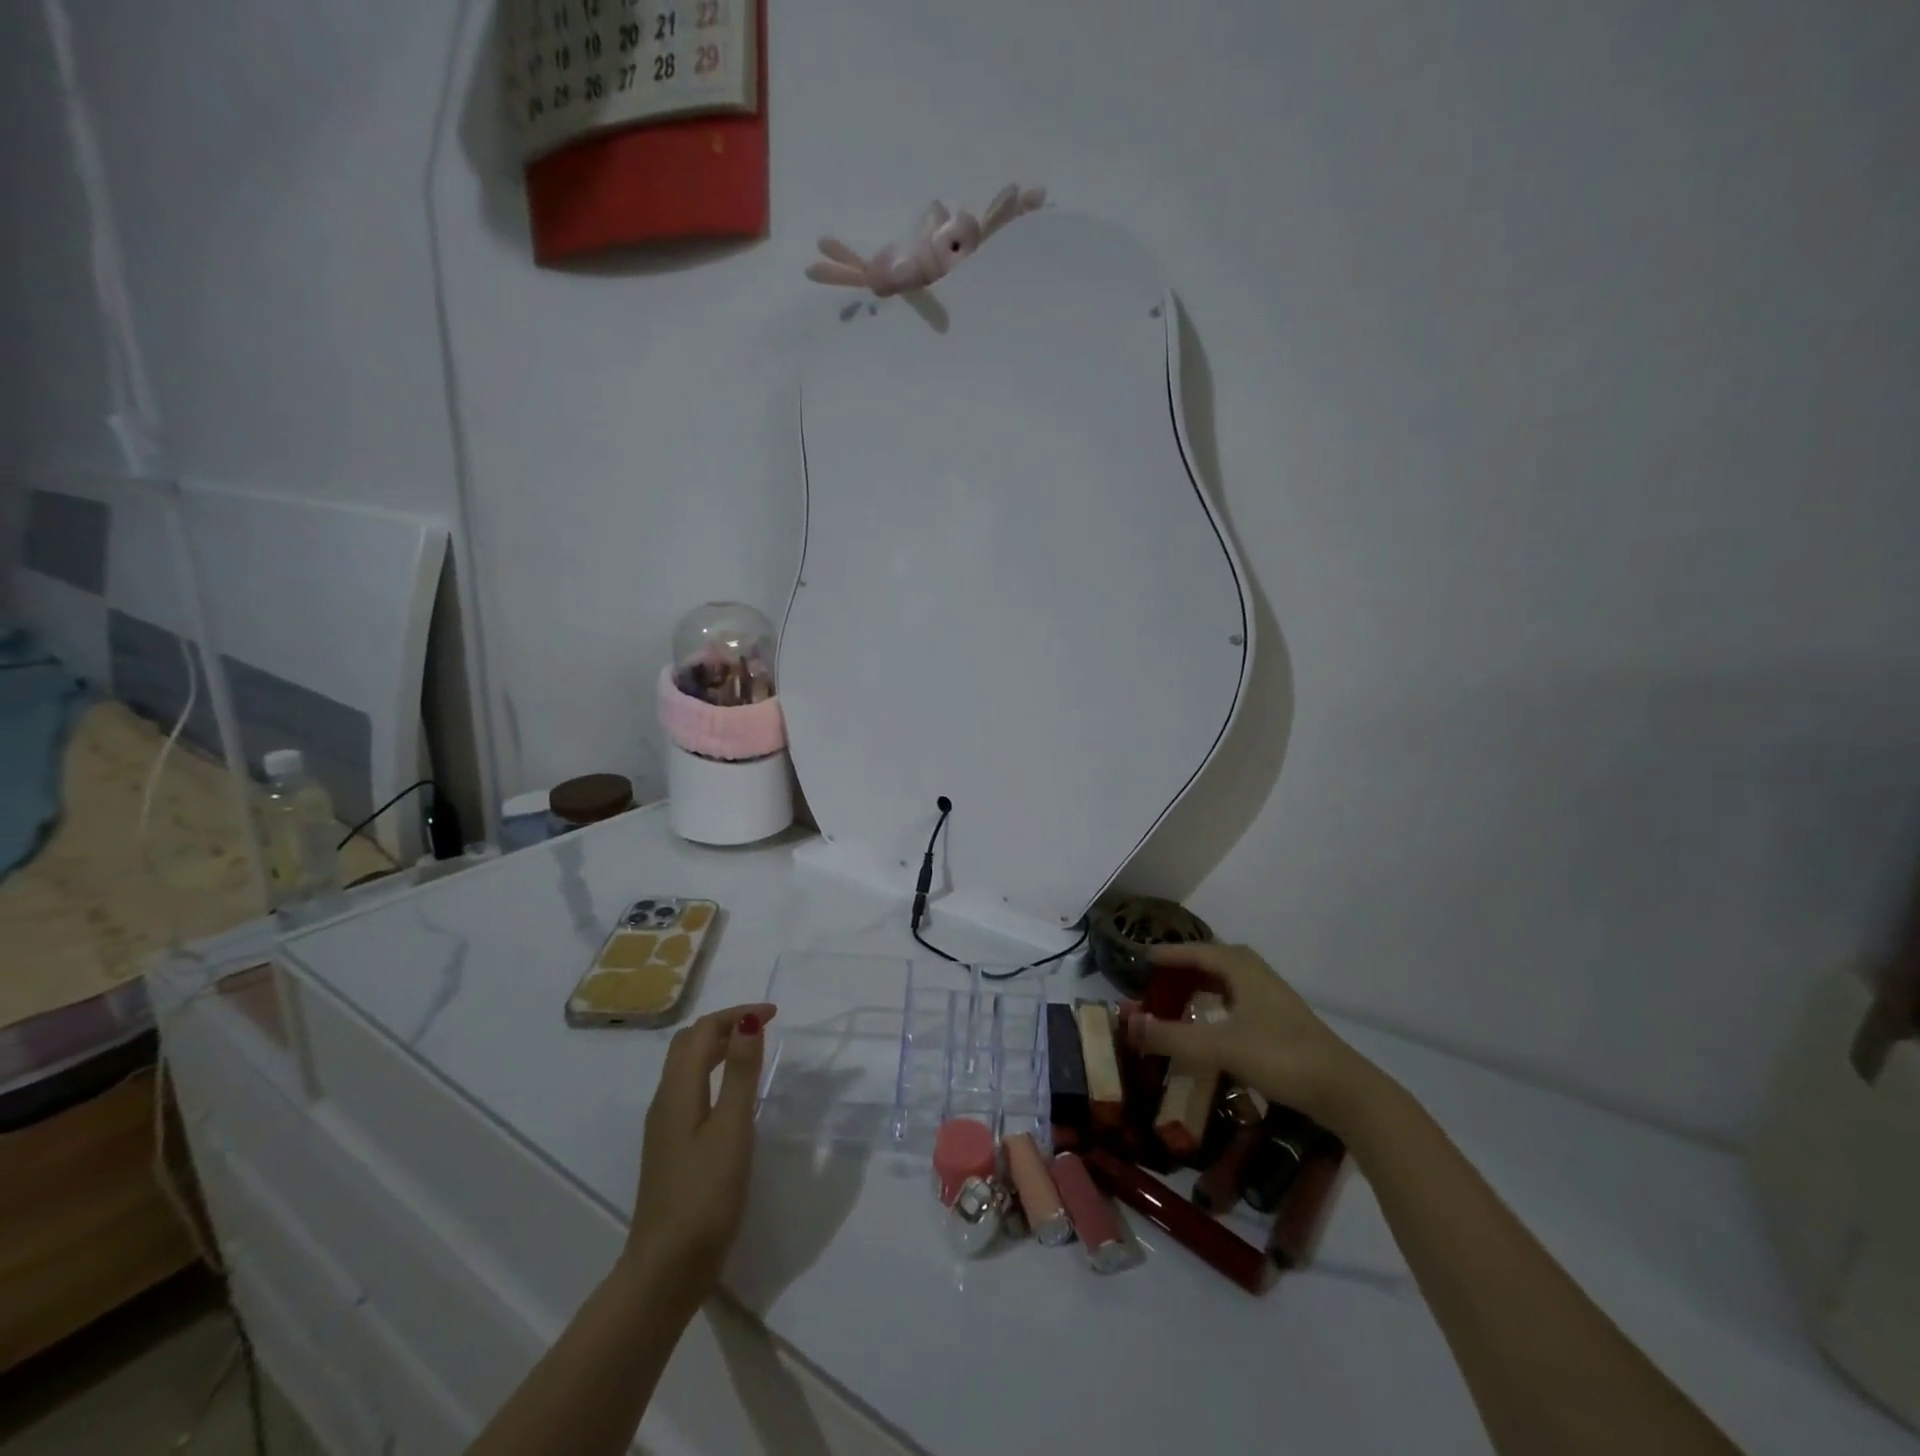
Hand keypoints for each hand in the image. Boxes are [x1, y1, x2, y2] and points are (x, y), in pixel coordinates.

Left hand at [625, 1002, 776, 1306]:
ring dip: (717, 1047)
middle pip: (688, 1045)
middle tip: (762, 1026)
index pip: (701, 1032)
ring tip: (752, 1050)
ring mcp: (665, 1127)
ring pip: (686, 1068)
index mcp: (677, 1092)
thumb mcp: (731, 1129)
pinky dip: (712, 1073)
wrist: (666, 1270)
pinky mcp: (671, 1149)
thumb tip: (747, 1021)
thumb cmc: (705, 1195)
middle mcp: (665, 1102)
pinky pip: (690, 1091)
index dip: (735, 1014)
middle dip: (724, 1025)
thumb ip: (740, 1073)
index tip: (773, 1014)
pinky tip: (731, 1094)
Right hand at [1127, 944, 1381, 1133]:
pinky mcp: (1281, 1022)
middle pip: (1213, 961)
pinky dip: (1218, 1005)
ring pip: (1228, 982)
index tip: (1140, 956)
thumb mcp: (1219, 1047)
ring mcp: (1272, 998)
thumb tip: (1129, 1025)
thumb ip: (1172, 1037)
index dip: (1167, 953)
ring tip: (1176, 999)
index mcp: (1241, 968)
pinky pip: (1238, 1000)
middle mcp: (1256, 975)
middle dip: (1184, 967)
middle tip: (1155, 979)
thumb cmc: (1279, 1056)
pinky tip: (1210, 1026)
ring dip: (1202, 986)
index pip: (1195, 951)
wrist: (1343, 1090)